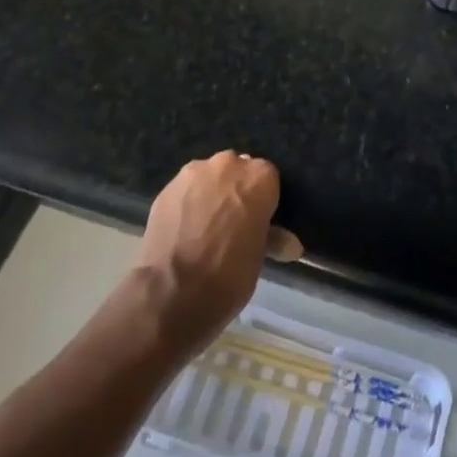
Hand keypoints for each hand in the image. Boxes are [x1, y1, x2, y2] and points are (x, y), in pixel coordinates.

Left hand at [137, 150, 302, 351]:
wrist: (174, 292)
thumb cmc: (230, 273)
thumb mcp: (259, 256)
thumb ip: (274, 238)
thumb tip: (290, 245)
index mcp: (259, 177)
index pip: (268, 178)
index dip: (264, 199)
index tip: (260, 220)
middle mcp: (228, 164)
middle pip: (237, 170)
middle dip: (237, 190)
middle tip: (234, 221)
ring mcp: (194, 173)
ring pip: (209, 177)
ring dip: (211, 193)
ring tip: (206, 225)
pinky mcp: (167, 188)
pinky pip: (185, 190)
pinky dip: (188, 203)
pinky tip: (185, 229)